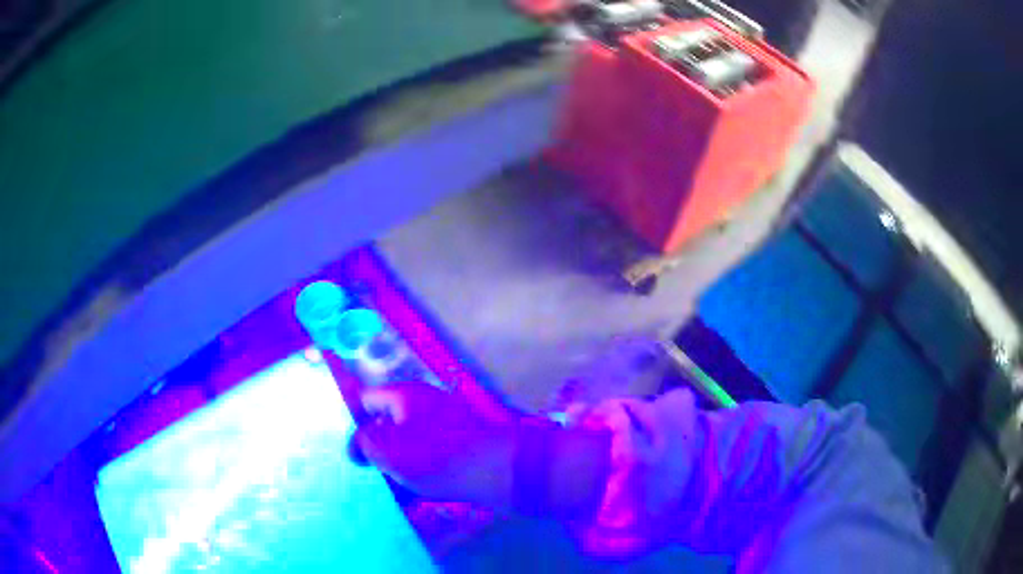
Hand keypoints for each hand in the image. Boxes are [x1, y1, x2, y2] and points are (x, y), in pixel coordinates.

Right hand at [355, 382, 516, 508]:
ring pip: (409, 449)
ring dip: (396, 470)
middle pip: (388, 427)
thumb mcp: (390, 451)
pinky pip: (430, 462)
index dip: (353, 424)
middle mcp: (423, 407)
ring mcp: (444, 428)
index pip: (367, 401)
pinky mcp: (460, 450)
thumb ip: (365, 443)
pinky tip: (412, 502)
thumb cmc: (437, 458)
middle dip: (375, 454)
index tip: (348, 453)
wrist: (503, 471)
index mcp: (404, 397)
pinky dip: (419, 478)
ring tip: (385, 495)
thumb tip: (360, 441)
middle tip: (365, 478)